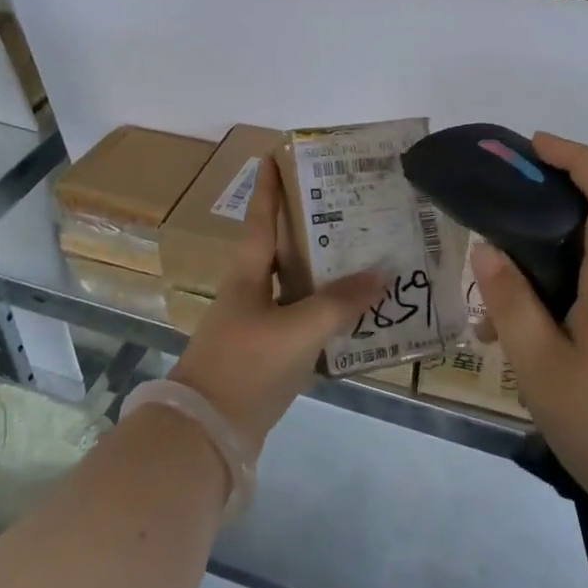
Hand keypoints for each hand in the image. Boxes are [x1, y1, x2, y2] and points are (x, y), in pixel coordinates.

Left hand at [169, 152, 384, 453]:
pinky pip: (303, 319)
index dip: (269, 186)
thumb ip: (340, 303)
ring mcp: (258, 324)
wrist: (206, 434)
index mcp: (247, 274)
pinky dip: (327, 311)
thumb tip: (381, 275)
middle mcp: (250, 291)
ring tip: (364, 255)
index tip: (275, 153)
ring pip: (296, 285)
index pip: (260, 218)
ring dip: (325, 271)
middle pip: (283, 248)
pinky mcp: (267, 354)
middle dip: (311, 225)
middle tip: (348, 205)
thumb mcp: (297, 330)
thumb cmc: (245, 366)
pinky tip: (357, 313)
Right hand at [473, 133, 587, 509]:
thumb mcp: (540, 368)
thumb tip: (487, 250)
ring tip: (498, 305)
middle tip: (497, 223)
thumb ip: (510, 304)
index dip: (578, 157)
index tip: (536, 146)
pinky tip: (535, 339)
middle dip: (551, 208)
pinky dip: (567, 295)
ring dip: (552, 264)